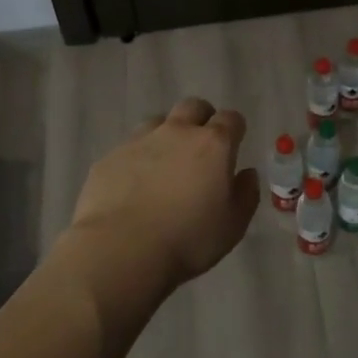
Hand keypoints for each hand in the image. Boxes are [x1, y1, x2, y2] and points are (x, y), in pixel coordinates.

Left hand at [68, 97, 259, 289]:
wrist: (121, 250)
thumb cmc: (188, 240)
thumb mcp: (233, 225)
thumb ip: (246, 194)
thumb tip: (247, 174)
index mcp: (213, 144)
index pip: (231, 118)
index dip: (235, 129)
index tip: (234, 145)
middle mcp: (177, 132)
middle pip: (193, 107)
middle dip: (201, 119)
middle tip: (201, 147)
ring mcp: (140, 141)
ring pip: (158, 121)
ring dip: (166, 135)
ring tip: (165, 164)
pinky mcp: (110, 157)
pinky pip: (129, 148)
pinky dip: (137, 159)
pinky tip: (134, 185)